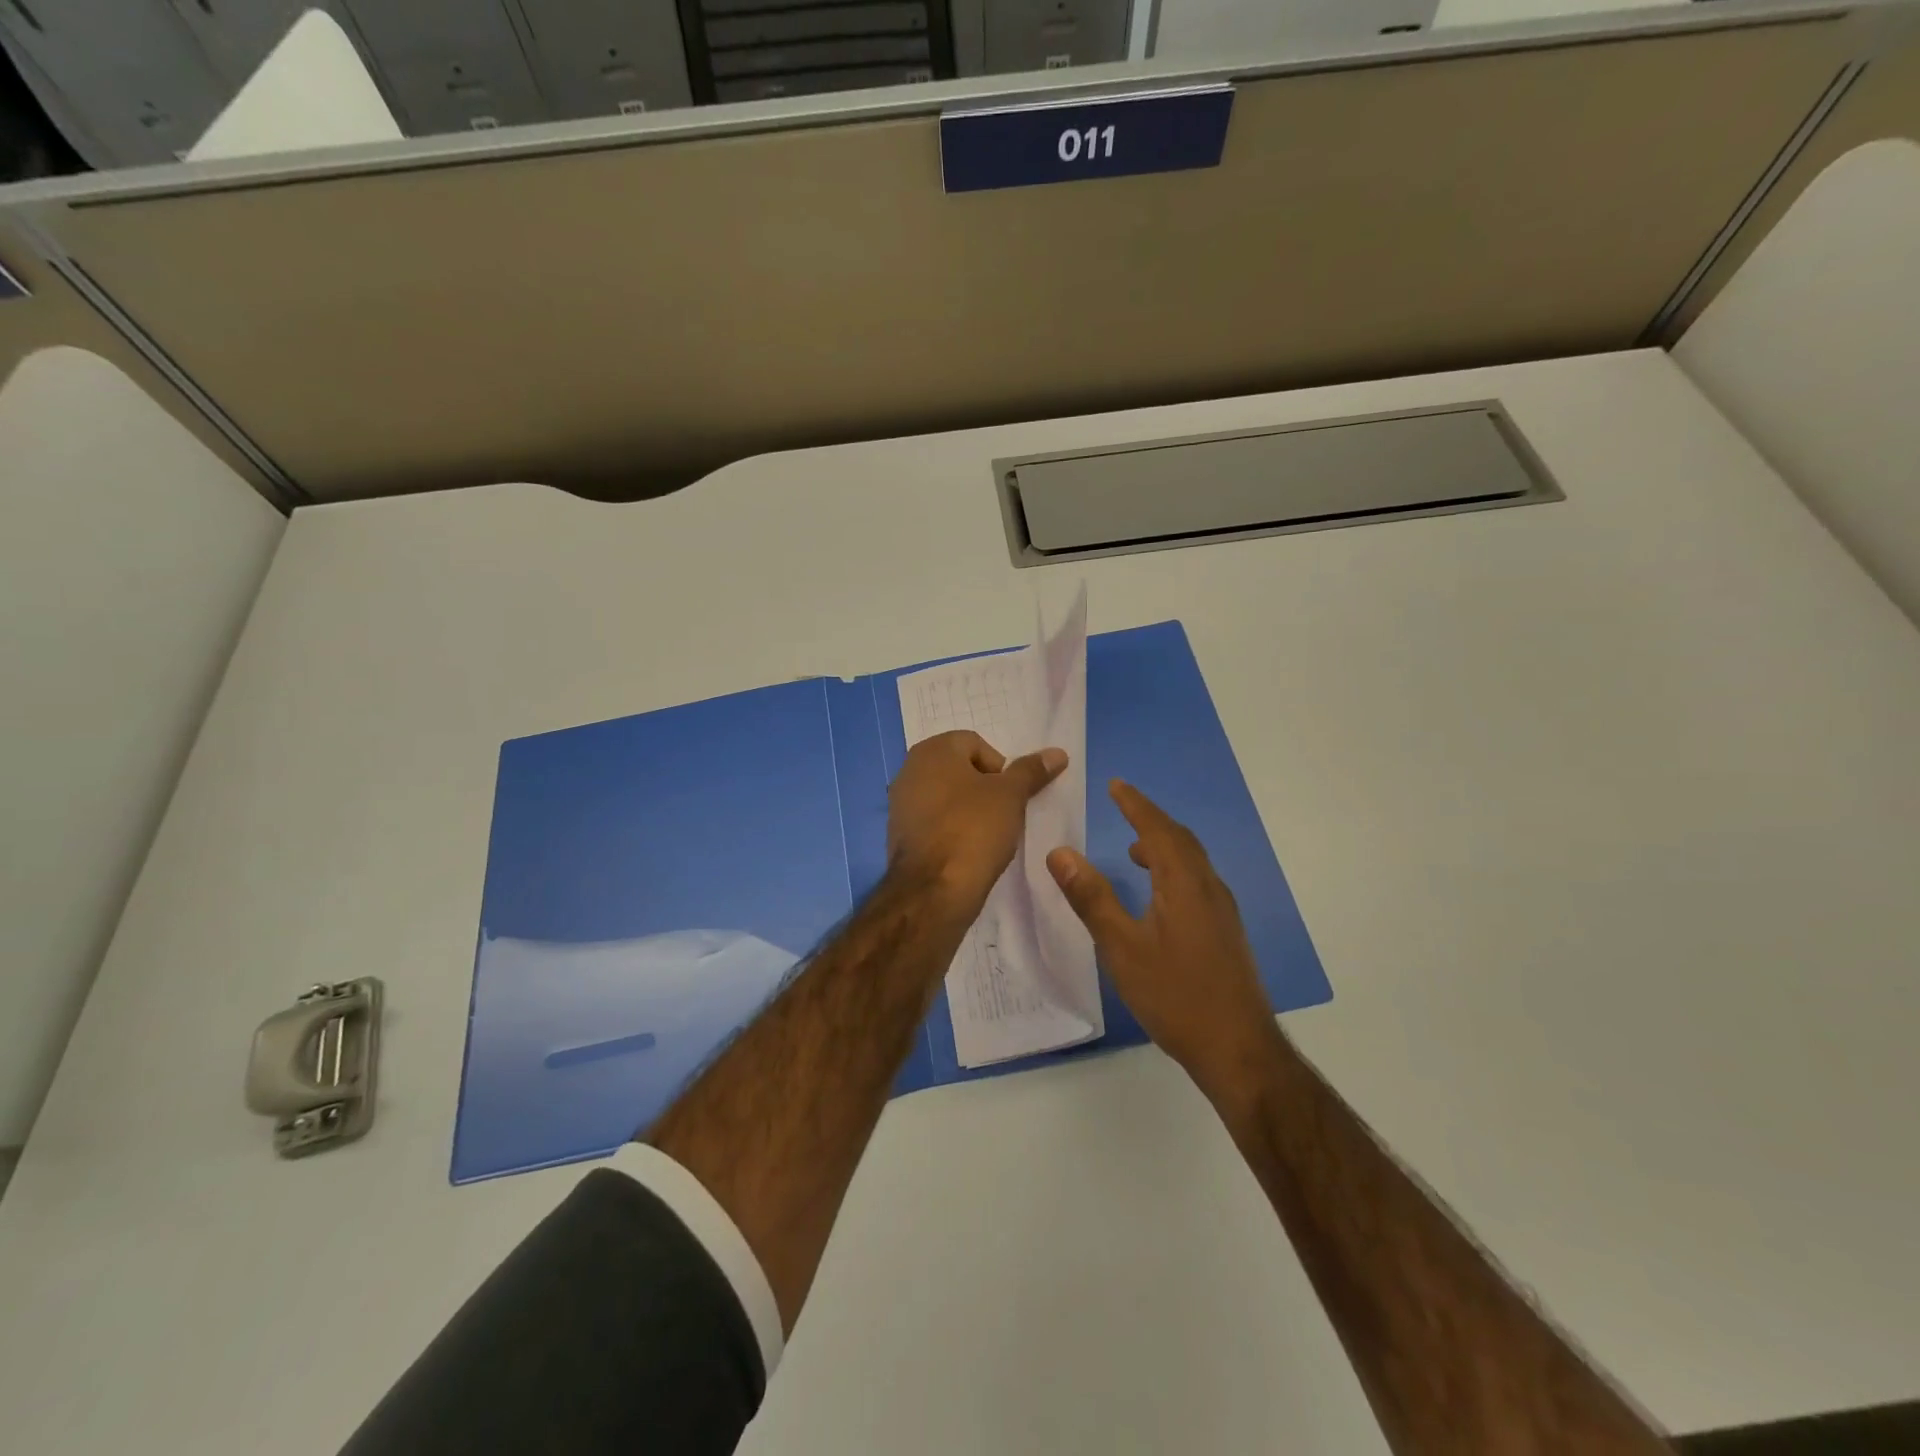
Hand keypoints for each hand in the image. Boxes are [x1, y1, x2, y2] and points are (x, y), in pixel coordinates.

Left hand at [888, 731, 1066, 915]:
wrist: (933, 890)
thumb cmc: (973, 829)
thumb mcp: (1011, 796)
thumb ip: (1031, 771)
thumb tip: (1057, 753)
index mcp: (932, 751)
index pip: (976, 744)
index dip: (1000, 768)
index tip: (1010, 796)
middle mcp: (909, 769)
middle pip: (960, 769)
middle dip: (985, 788)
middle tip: (1003, 814)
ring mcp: (900, 803)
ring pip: (947, 796)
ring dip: (969, 809)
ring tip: (988, 835)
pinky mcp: (900, 834)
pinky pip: (934, 821)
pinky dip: (952, 829)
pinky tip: (967, 850)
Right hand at [1047, 781, 1279, 1101]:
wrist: (1239, 1049)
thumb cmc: (1175, 995)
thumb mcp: (1122, 947)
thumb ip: (1092, 898)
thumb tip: (1060, 852)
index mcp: (1184, 883)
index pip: (1158, 829)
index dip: (1136, 805)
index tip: (1116, 785)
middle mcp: (1209, 888)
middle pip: (1180, 840)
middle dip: (1151, 820)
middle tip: (1124, 807)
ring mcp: (1222, 911)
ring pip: (1192, 862)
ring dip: (1164, 846)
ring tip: (1135, 851)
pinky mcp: (1226, 932)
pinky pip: (1198, 881)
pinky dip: (1174, 870)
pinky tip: (1160, 896)